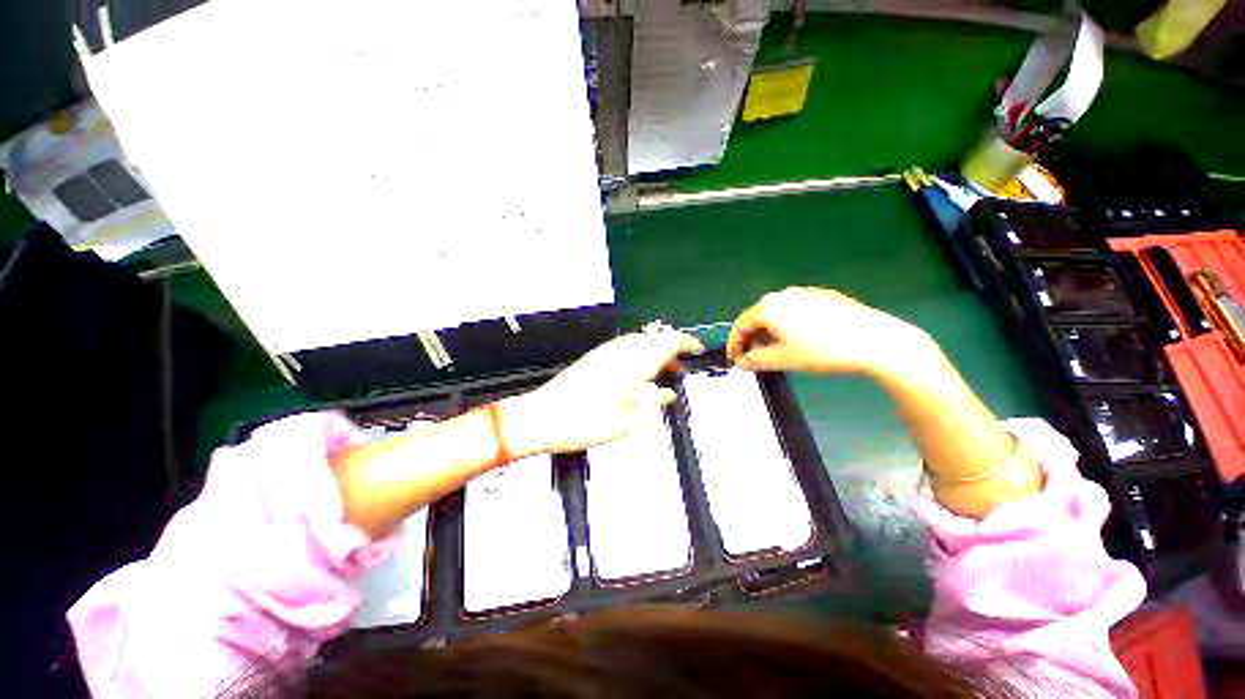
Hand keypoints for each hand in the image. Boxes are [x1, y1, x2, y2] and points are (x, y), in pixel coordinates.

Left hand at [503, 326, 704, 454]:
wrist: (542, 417)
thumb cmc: (586, 423)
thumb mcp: (628, 422)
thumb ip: (652, 402)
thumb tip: (667, 392)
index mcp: (634, 365)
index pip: (668, 340)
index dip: (687, 342)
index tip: (697, 351)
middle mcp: (621, 351)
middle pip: (654, 338)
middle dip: (670, 350)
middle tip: (675, 372)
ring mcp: (605, 352)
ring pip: (639, 341)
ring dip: (652, 352)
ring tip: (656, 376)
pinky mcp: (594, 357)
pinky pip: (623, 347)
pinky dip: (637, 355)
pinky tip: (634, 376)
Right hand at [726, 286, 929, 376]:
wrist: (874, 340)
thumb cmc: (822, 350)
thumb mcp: (783, 359)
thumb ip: (755, 360)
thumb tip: (742, 362)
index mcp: (768, 307)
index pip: (740, 325)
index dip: (734, 344)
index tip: (734, 360)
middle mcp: (783, 295)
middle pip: (758, 317)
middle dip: (753, 338)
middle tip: (755, 358)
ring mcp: (805, 293)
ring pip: (777, 313)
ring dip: (770, 332)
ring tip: (777, 350)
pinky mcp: (823, 296)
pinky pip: (796, 310)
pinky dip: (789, 324)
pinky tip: (801, 339)